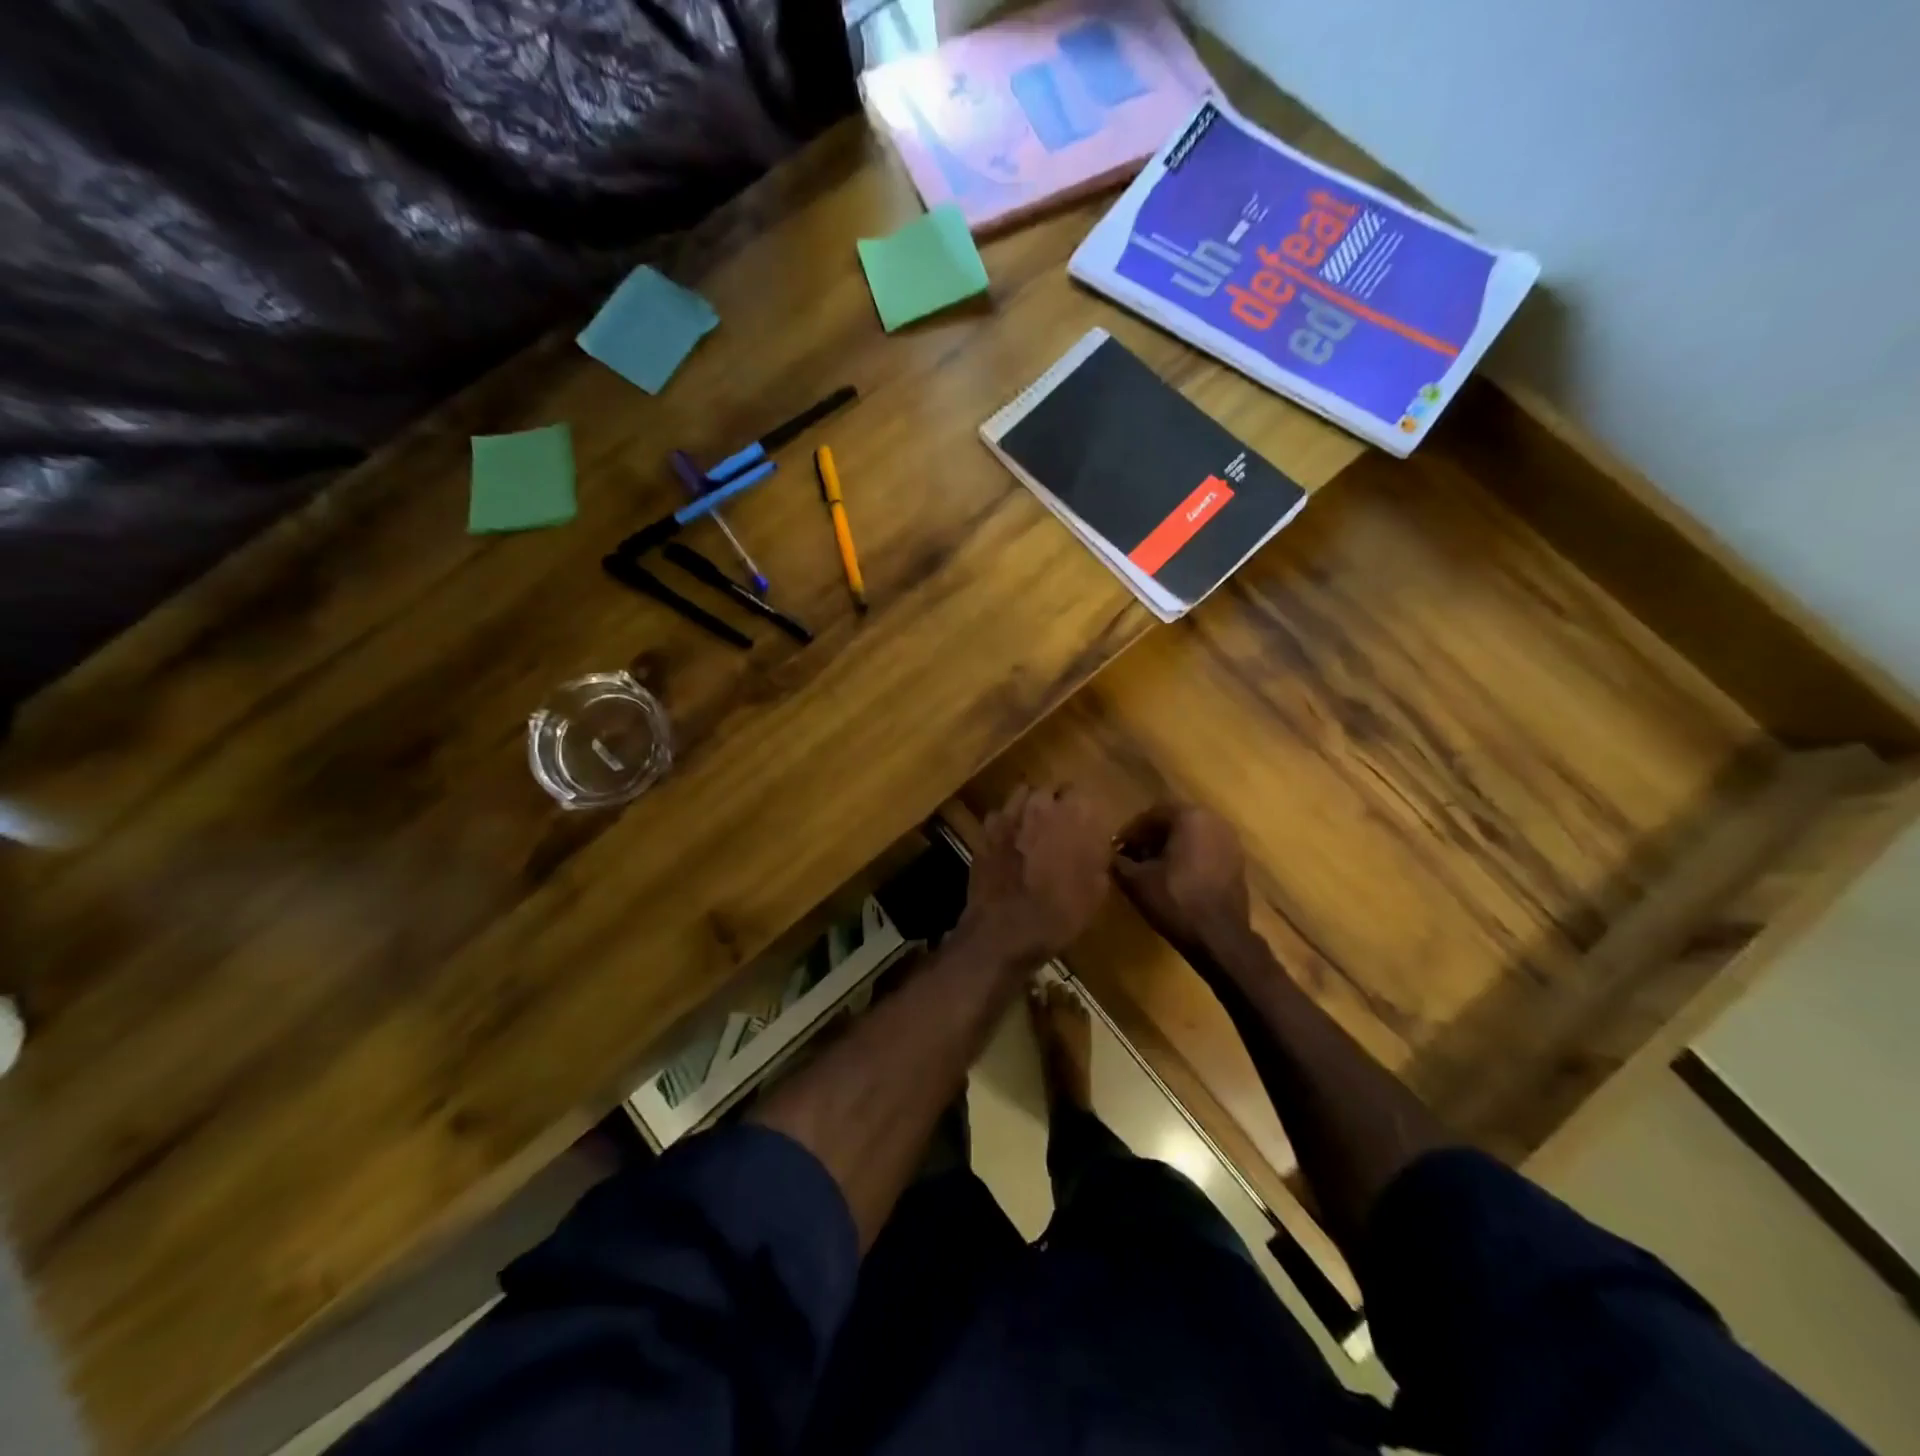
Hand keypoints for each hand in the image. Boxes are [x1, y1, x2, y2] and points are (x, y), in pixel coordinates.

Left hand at [957, 785, 1109, 966]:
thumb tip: (1098, 845)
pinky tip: (1008, 838)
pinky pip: (999, 814)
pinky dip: (1005, 822)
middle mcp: (1042, 806)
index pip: (1083, 794)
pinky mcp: (986, 830)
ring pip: (1023, 793)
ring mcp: (1010, 815)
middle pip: (1051, 789)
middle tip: (1059, 823)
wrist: (1006, 929)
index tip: (1085, 824)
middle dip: (1056, 802)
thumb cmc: (1059, 914)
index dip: (1083, 810)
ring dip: (1030, 804)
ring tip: (1032, 825)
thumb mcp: (1095, 892)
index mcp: (1075, 816)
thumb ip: (1098, 859)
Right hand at [1111, 802, 1251, 951]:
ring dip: (1169, 848)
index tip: (1116, 850)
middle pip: (1173, 822)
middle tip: (1132, 858)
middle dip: (1150, 838)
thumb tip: (1111, 855)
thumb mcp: (1135, 881)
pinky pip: (1205, 849)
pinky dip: (1188, 857)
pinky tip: (1174, 878)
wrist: (1220, 937)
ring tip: (1150, 869)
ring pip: (1191, 836)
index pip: (1151, 815)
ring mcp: (1230, 841)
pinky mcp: (1237, 861)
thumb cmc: (1176, 900)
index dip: (1130, 832)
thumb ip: (1118, 861)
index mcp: (1189, 817)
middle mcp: (1213, 820)